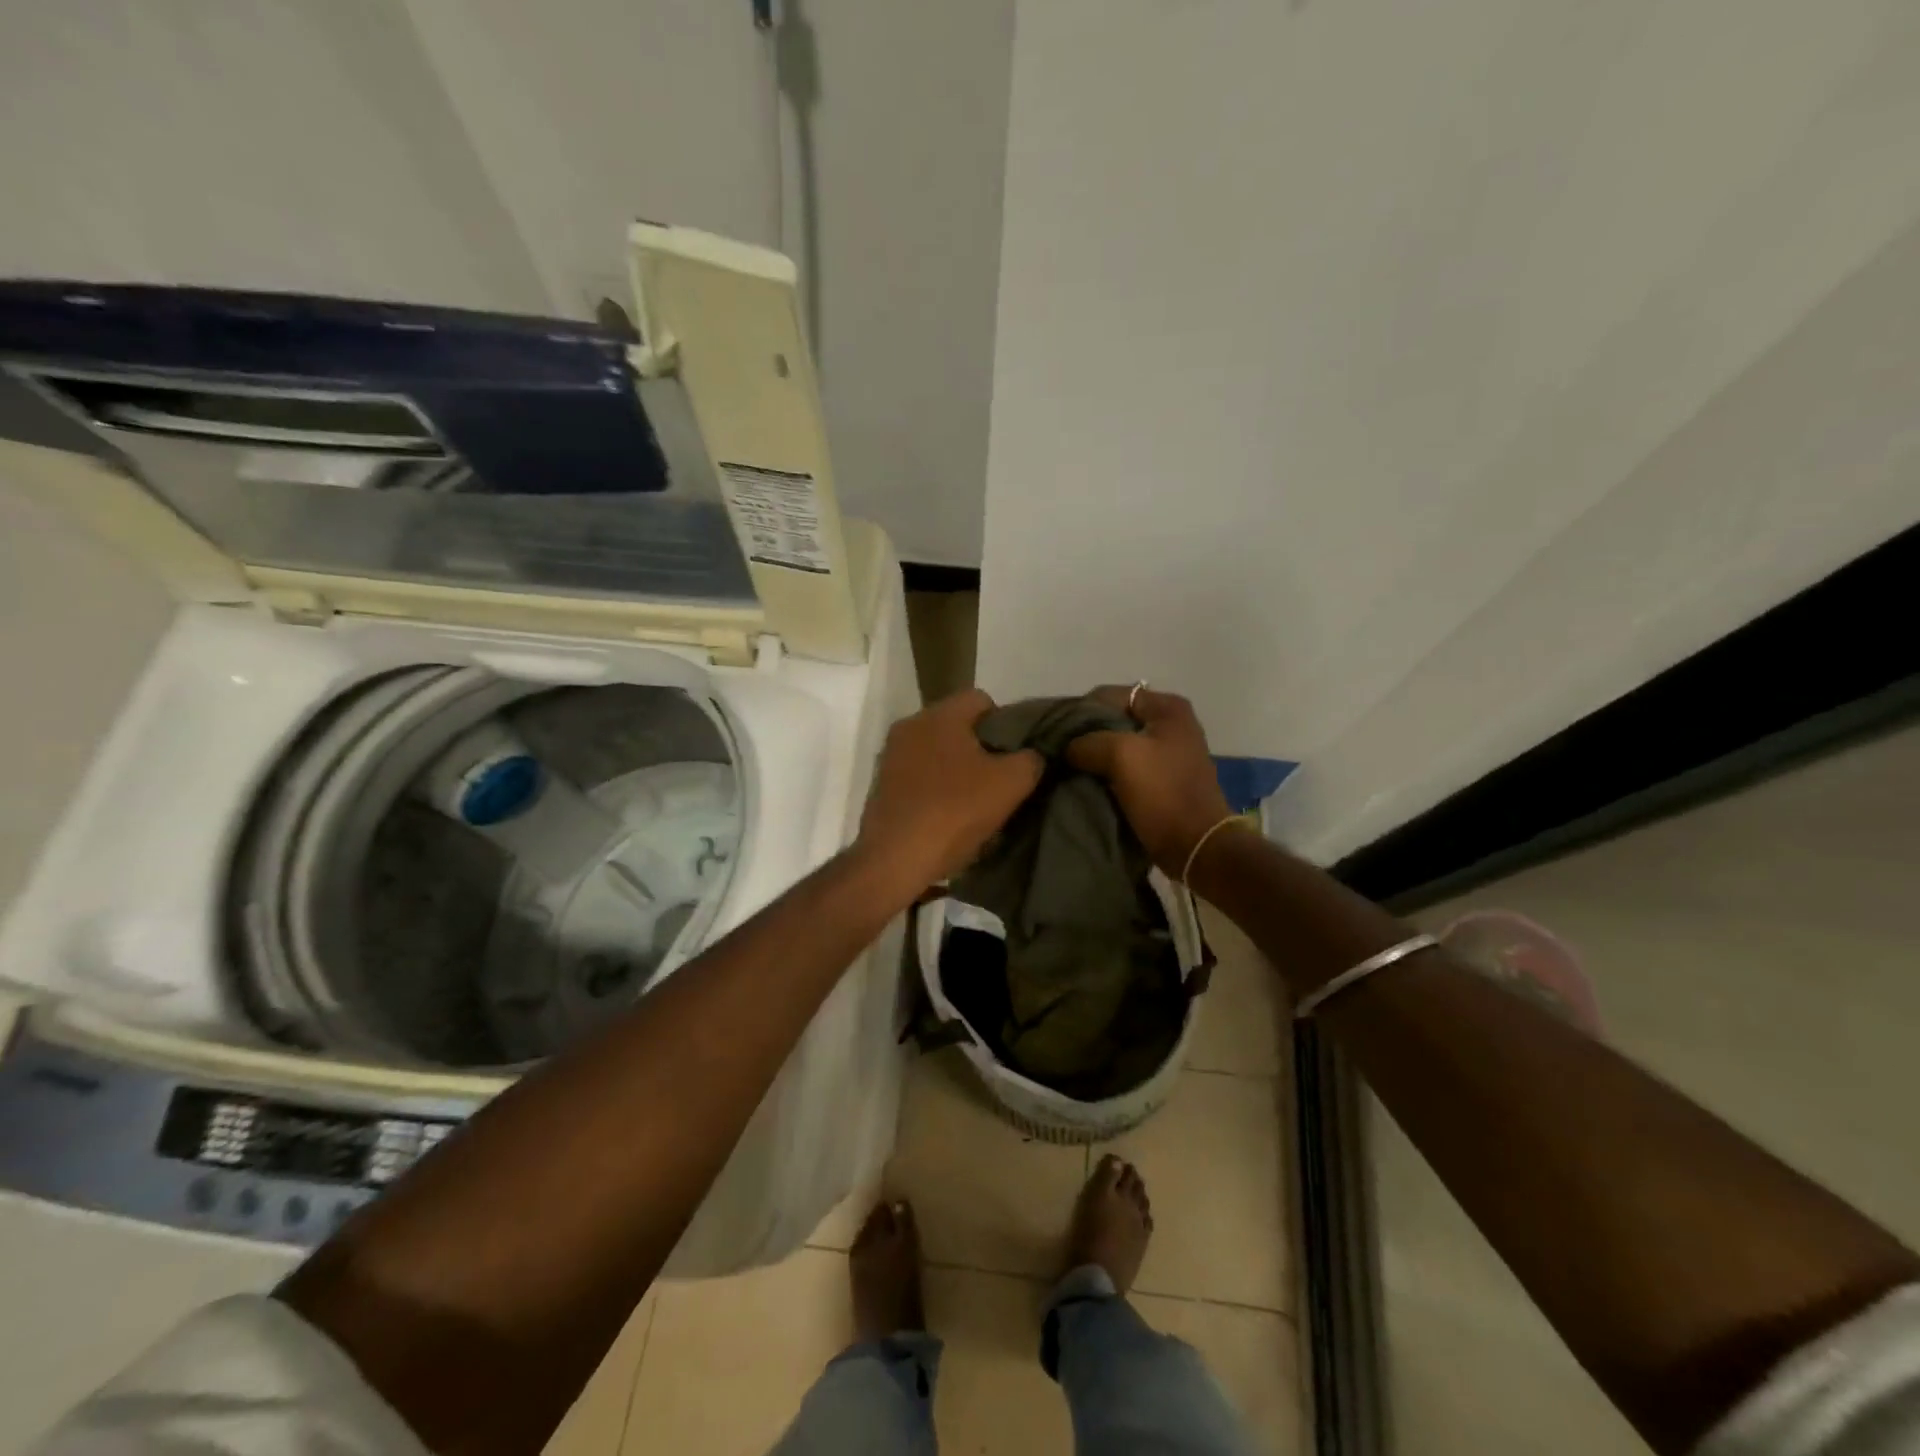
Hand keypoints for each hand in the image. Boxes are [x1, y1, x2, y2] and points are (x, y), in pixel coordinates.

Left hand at [855, 689, 1043, 891]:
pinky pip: (919, 776)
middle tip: (1000, 780)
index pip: (981, 699)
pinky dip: (936, 789)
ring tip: (976, 802)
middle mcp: (910, 726)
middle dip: (981, 748)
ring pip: (937, 753)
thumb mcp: (1011, 784)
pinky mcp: (881, 785)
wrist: (895, 859)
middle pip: (957, 726)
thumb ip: (1030, 759)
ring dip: (958, 771)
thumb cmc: (955, 811)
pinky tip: (949, 816)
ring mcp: (891, 756)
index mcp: (939, 715)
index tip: (1016, 755)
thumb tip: (1032, 755)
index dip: (1006, 723)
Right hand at [1066, 686, 1232, 876]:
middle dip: (1086, 734)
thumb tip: (1067, 747)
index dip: (1082, 710)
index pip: (1111, 695)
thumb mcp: (1121, 755)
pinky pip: (1125, 767)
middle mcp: (1171, 724)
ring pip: (1118, 745)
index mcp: (1168, 708)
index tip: (1057, 733)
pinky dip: (1106, 773)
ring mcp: (1168, 752)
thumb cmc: (1163, 793)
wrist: (1195, 846)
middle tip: (1059, 752)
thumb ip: (1087, 741)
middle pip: (1114, 719)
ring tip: (1068, 768)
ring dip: (1094, 756)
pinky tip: (1086, 783)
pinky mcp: (1162, 779)